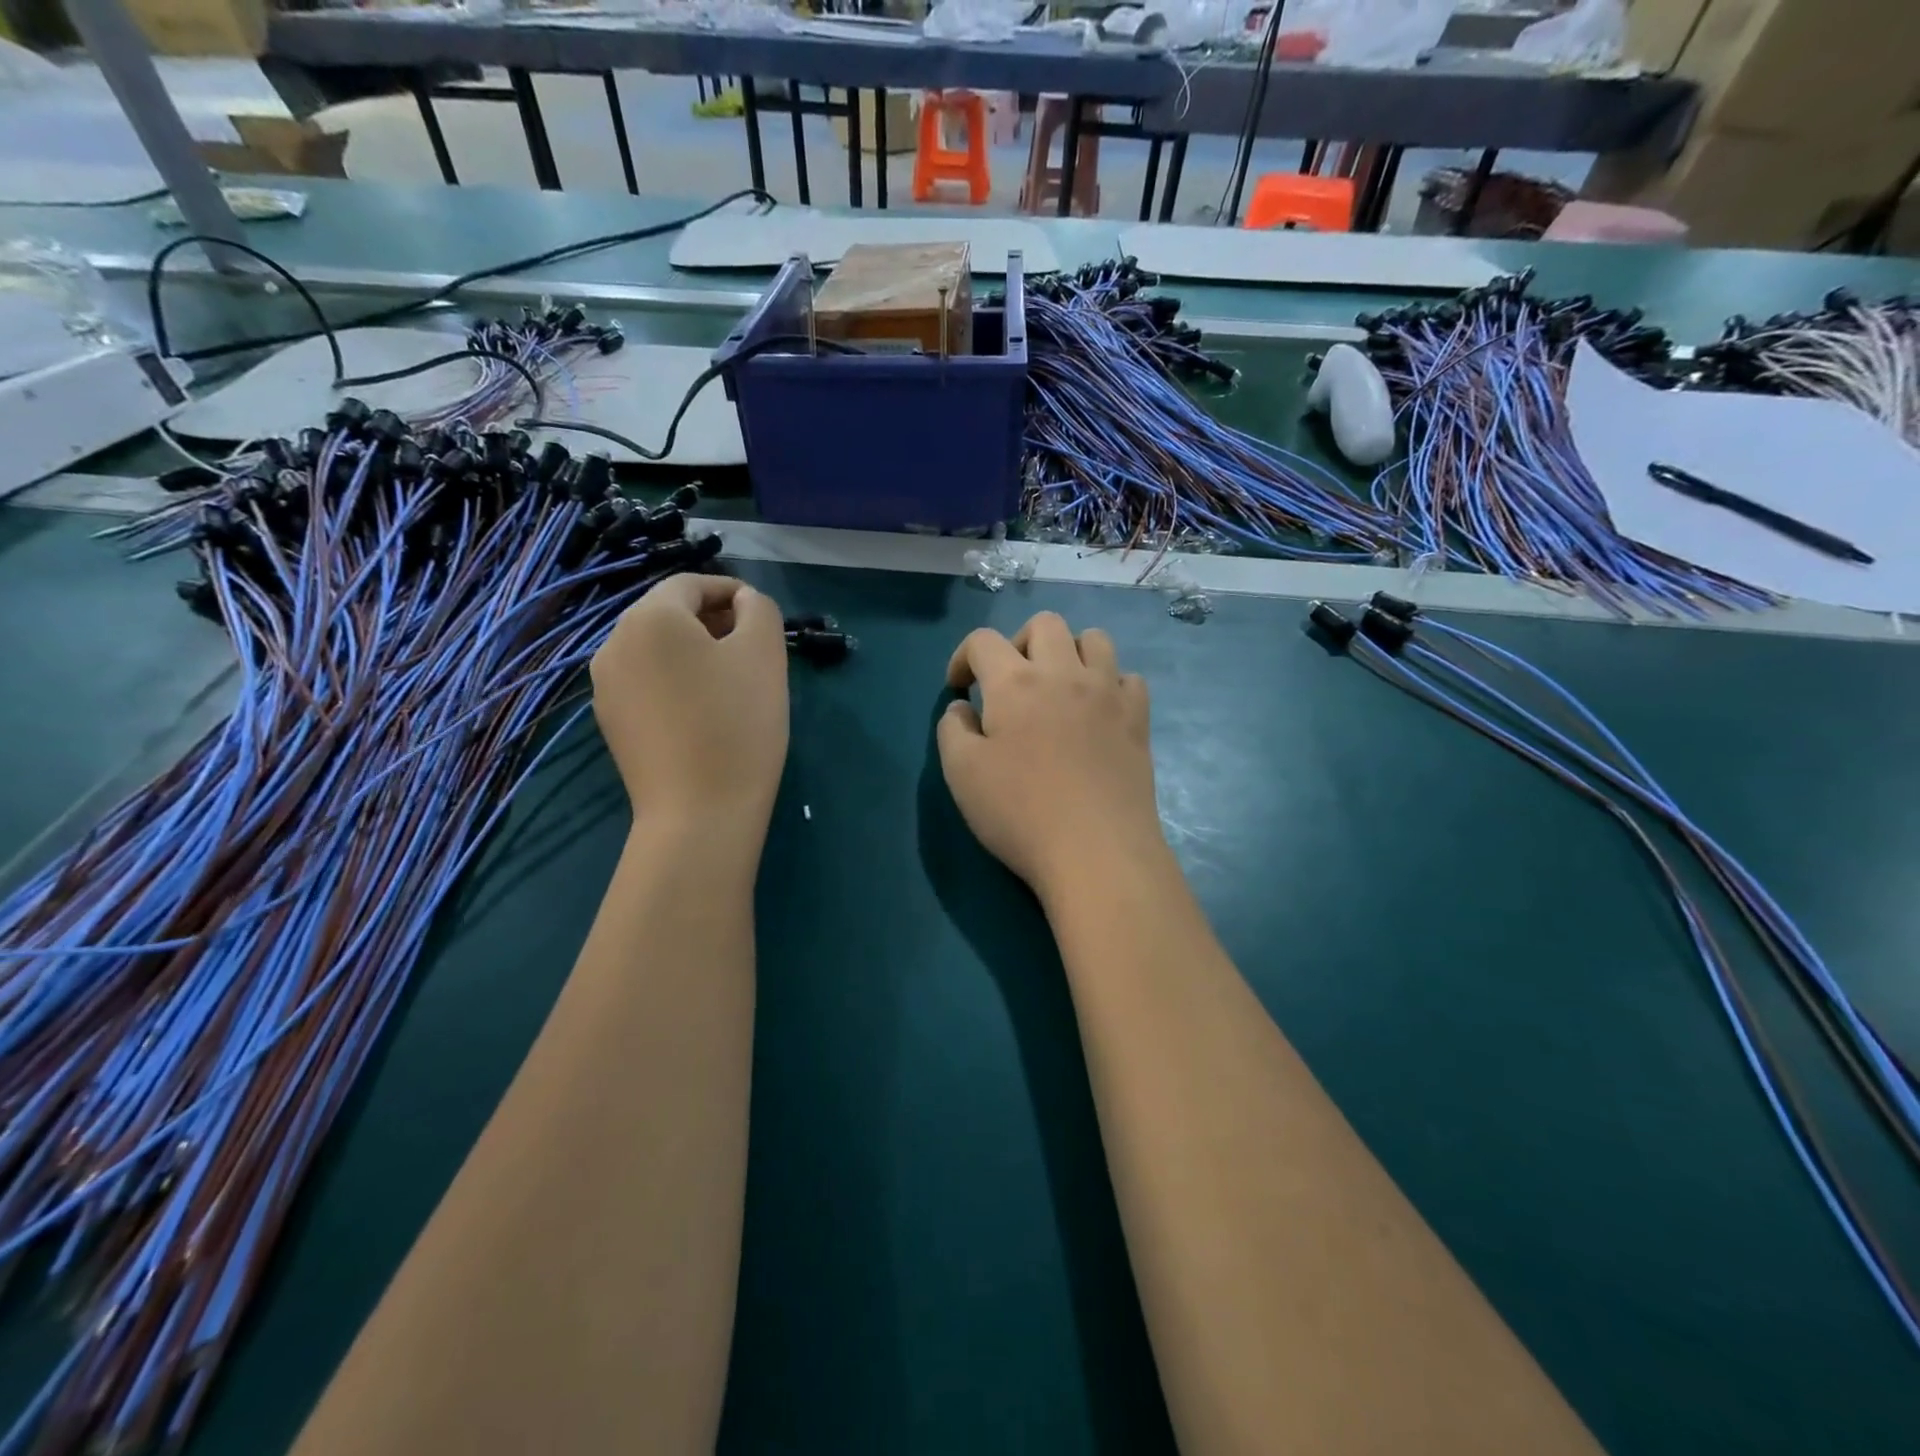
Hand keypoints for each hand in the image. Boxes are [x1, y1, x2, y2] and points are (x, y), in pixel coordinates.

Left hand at [591, 575, 789, 833]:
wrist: (699, 813)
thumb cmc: (738, 724)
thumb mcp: (765, 653)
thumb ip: (759, 609)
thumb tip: (743, 602)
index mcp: (650, 618)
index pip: (690, 584)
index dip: (730, 590)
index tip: (761, 614)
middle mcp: (614, 643)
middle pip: (668, 615)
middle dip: (712, 621)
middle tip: (752, 647)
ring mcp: (606, 687)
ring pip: (656, 650)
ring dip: (693, 651)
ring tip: (731, 680)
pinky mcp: (611, 723)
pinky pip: (646, 683)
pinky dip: (675, 681)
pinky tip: (703, 711)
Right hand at [938, 611, 1164, 903]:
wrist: (1097, 851)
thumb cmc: (1020, 813)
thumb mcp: (961, 774)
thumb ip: (953, 730)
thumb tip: (963, 708)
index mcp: (1015, 683)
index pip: (983, 640)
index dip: (963, 657)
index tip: (959, 689)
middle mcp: (1065, 673)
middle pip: (1044, 624)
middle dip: (1018, 642)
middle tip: (1009, 683)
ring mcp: (1108, 693)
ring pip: (1094, 639)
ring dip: (1069, 651)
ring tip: (1057, 687)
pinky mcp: (1138, 719)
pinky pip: (1128, 678)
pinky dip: (1109, 684)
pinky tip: (1097, 712)